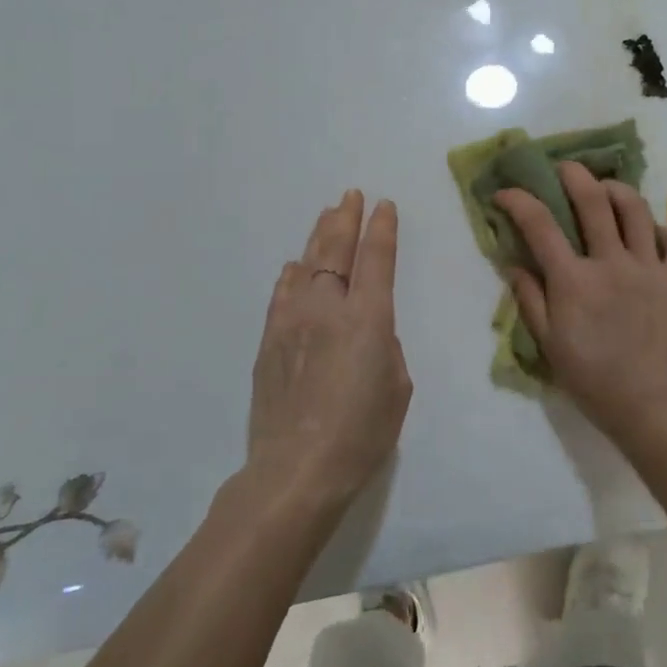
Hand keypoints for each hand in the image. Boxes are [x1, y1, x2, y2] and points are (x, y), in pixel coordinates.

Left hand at [247, 190, 411, 506]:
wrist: (296, 470)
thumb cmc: (362, 433)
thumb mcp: (396, 386)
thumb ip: (384, 346)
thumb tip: (368, 330)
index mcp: (368, 317)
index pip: (376, 258)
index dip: (382, 228)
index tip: (384, 205)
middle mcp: (328, 308)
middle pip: (336, 250)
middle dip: (346, 218)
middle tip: (350, 195)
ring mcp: (292, 321)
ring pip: (306, 264)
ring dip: (319, 237)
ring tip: (327, 216)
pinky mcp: (269, 341)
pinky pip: (282, 294)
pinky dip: (292, 275)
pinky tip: (295, 266)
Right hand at [497, 163, 666, 447]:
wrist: (655, 408)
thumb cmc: (595, 381)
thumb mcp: (550, 346)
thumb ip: (530, 300)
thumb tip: (513, 264)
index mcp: (574, 281)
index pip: (539, 225)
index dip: (518, 201)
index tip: (505, 193)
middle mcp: (611, 262)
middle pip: (593, 200)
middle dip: (574, 175)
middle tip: (565, 169)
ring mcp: (649, 267)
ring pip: (636, 208)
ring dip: (617, 189)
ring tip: (606, 189)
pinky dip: (660, 226)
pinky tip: (649, 232)